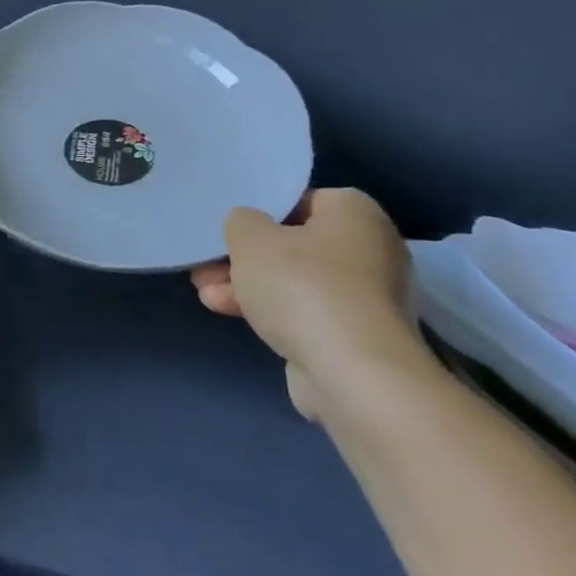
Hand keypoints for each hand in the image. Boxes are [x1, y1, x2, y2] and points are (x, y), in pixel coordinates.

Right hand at [189, 189, 424, 418]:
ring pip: (295, 281)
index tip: (232, 227)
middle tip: (209, 262)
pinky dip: (270, 311)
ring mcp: (366, 298)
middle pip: (295, 245)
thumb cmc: (303, 287)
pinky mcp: (356, 337)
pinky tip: (225, 311)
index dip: (263, 211)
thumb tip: (249, 227)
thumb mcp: (250, 238)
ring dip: (249, 284)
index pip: (304, 200)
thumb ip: (241, 221)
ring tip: (204, 291)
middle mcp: (371, 251)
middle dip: (247, 256)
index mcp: (356, 215)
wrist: (354, 375)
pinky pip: (304, 312)